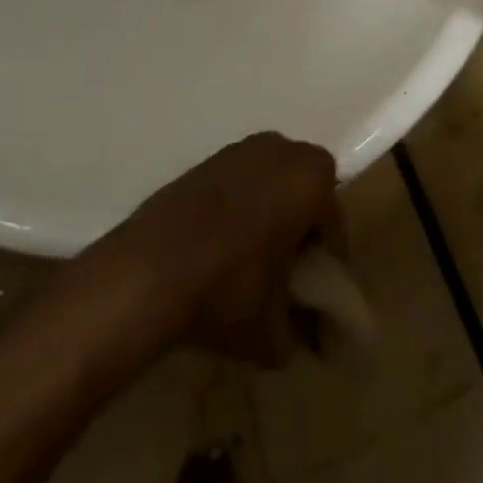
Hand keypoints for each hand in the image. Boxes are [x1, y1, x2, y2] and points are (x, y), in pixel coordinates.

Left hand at [106, 132, 344, 367]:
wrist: (148, 269)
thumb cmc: (227, 290)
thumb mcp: (274, 333)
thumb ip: (300, 329)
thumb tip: (304, 332)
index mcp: (308, 178)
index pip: (333, 219)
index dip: (328, 257)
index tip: (315, 289)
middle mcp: (279, 150)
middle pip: (305, 186)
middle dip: (302, 221)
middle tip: (289, 267)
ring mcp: (239, 148)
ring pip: (272, 177)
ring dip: (271, 208)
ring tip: (255, 256)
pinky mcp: (206, 159)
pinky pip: (240, 179)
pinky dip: (241, 203)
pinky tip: (223, 243)